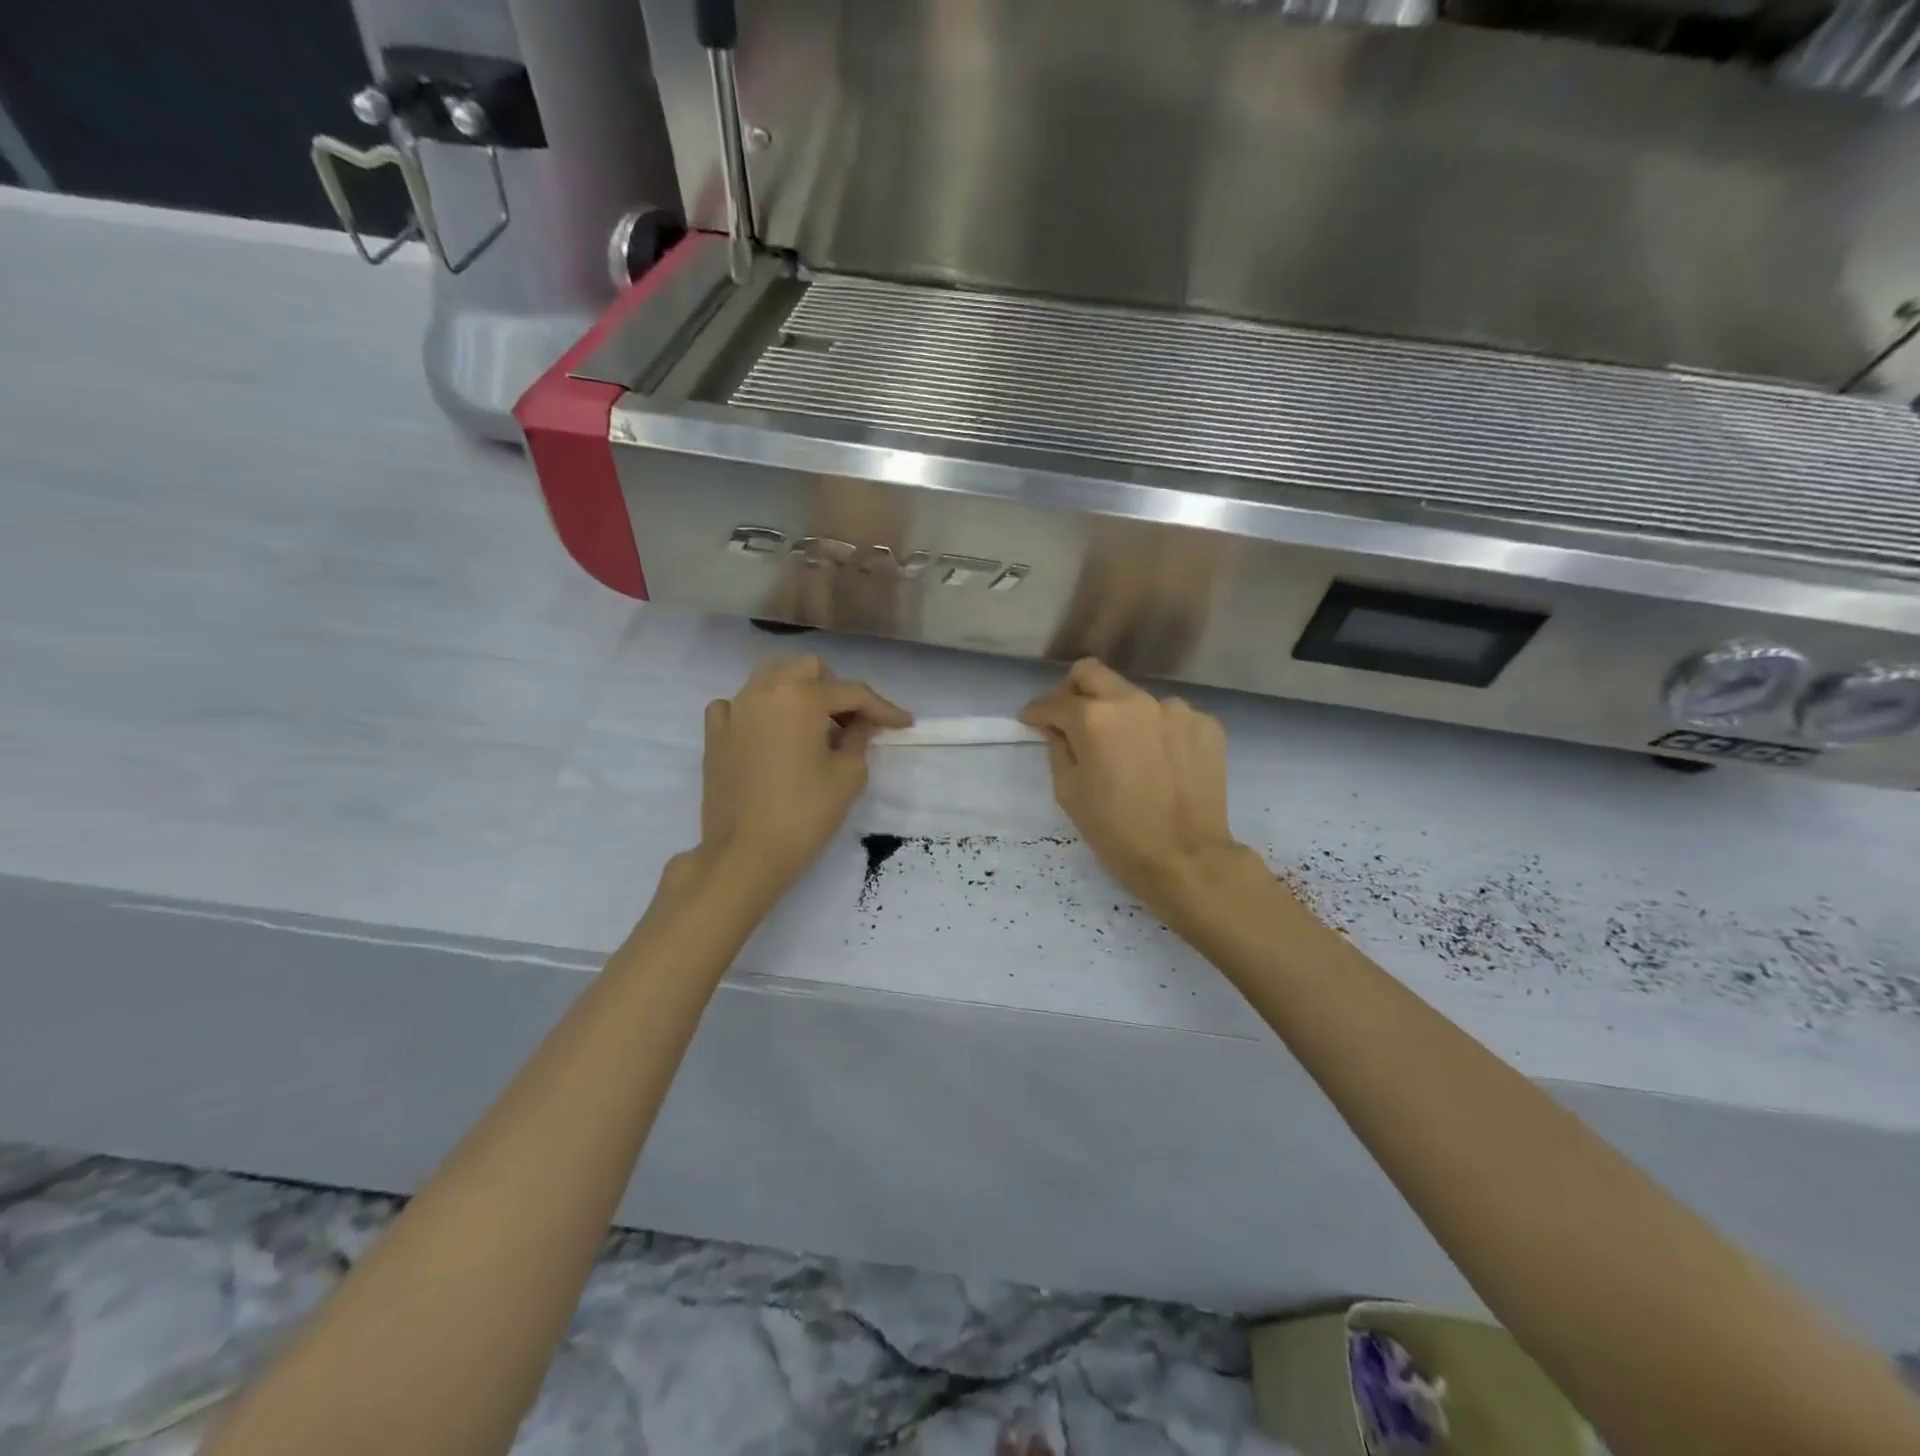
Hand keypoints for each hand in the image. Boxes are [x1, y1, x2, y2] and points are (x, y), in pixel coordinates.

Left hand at [696, 656, 911, 895]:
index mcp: (801, 697)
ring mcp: (733, 711)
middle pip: (808, 670)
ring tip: (813, 726)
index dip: (883, 708)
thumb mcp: (848, 776)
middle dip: (835, 690)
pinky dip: (757, 712)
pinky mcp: (714, 735)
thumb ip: (859, 739)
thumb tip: (860, 725)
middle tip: (852, 723)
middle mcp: (764, 691)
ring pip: (770, 679)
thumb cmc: (804, 814)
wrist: (745, 854)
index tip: (904, 723)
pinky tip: (767, 734)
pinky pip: (736, 706)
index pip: (852, 692)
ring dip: (797, 692)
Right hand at [1019, 659, 1254, 919]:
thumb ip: (1057, 748)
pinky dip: (1156, 732)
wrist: (1187, 859)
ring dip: (1121, 716)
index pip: (1055, 701)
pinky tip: (1159, 762)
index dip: (1037, 711)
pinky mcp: (1205, 724)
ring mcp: (1175, 709)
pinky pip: (1169, 717)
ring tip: (1125, 752)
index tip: (1031, 720)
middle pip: (1092, 673)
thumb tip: (1056, 727)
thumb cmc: (1117, 832)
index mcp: (1094, 719)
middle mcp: (1135, 701)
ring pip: (1134, 698)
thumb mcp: (1070, 793)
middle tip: (1069, 719)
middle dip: (1073, 691)